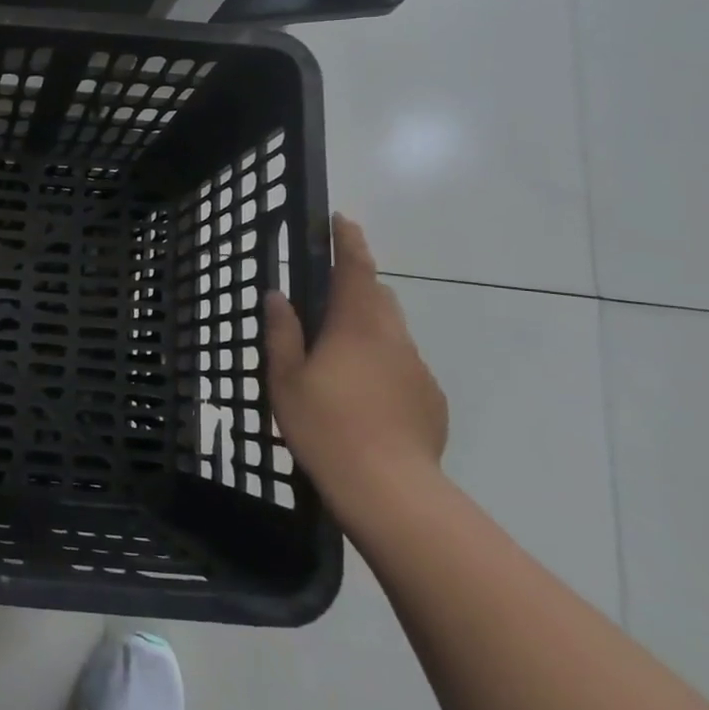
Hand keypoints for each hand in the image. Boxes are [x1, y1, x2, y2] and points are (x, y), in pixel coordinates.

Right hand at [265, 214, 447, 528]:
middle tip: (328, 297)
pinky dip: (383, 365)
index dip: (348, 241)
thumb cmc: (325, 426)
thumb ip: (282, 333)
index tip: (341, 220)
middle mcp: (393, 338)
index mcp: (356, 326)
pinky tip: (364, 397)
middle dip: (357, 286)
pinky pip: (403, 367)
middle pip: (379, 297)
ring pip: (392, 333)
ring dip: (368, 330)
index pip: (355, 268)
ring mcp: (418, 369)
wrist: (389, 489)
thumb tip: (277, 296)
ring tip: (340, 357)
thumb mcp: (286, 379)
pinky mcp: (431, 399)